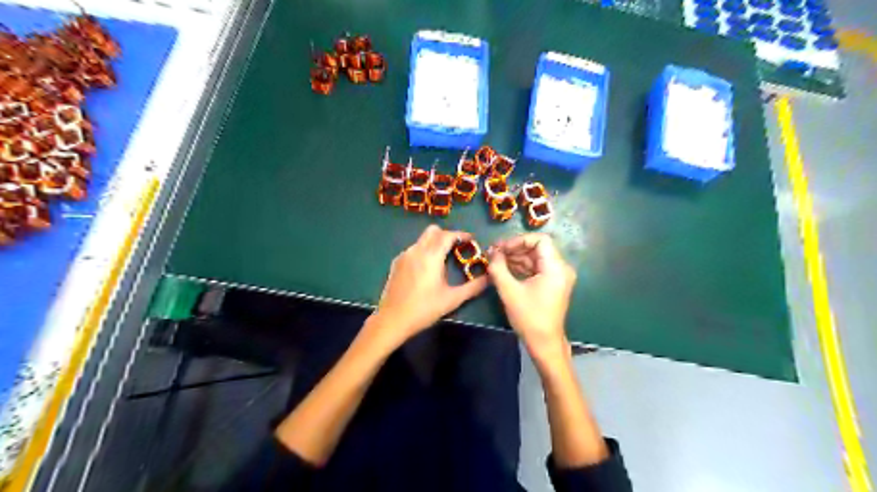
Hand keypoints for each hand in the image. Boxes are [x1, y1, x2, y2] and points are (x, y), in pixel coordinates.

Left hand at [370, 225, 489, 344]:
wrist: (392, 319)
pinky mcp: (396, 263)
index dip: (462, 235)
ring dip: (434, 244)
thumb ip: (473, 287)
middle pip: (433, 231)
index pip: (448, 235)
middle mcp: (416, 250)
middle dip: (447, 235)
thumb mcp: (452, 299)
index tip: (471, 240)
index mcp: (431, 256)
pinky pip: (413, 249)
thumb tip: (489, 278)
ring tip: (442, 261)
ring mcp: (404, 255)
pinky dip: (423, 252)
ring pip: (422, 240)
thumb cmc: (424, 309)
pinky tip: (426, 270)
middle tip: (457, 249)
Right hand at [487, 234, 577, 360]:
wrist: (544, 343)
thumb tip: (491, 252)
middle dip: (515, 248)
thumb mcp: (509, 291)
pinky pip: (536, 268)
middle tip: (494, 253)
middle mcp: (561, 268)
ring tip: (496, 261)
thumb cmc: (529, 318)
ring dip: (516, 257)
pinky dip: (521, 267)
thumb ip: (498, 268)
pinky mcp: (552, 284)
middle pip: (537, 248)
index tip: (501, 248)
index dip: (518, 240)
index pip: (540, 240)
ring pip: (535, 257)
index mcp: (556, 268)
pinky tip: (505, 269)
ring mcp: (557, 276)